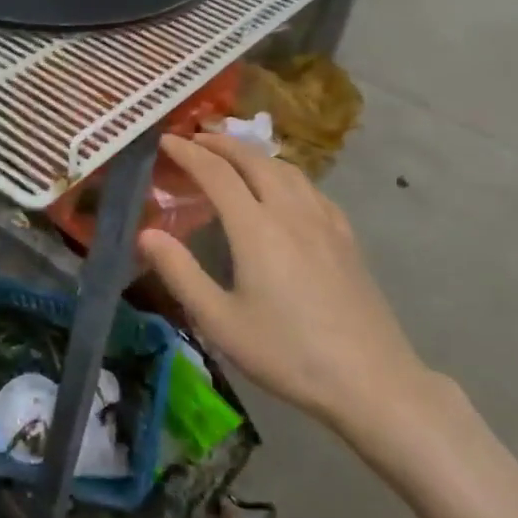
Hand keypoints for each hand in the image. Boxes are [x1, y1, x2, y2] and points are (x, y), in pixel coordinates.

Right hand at [138, 133, 443, 461]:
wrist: (371, 380)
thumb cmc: (287, 353)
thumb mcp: (220, 322)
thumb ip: (180, 273)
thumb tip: (146, 234)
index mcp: (256, 228)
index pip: (216, 173)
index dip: (188, 153)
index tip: (165, 141)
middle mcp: (291, 212)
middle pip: (254, 160)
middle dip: (221, 143)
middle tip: (194, 138)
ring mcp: (325, 222)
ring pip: (286, 169)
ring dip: (254, 153)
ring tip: (232, 154)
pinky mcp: (346, 238)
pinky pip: (310, 188)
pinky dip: (285, 173)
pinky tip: (284, 188)